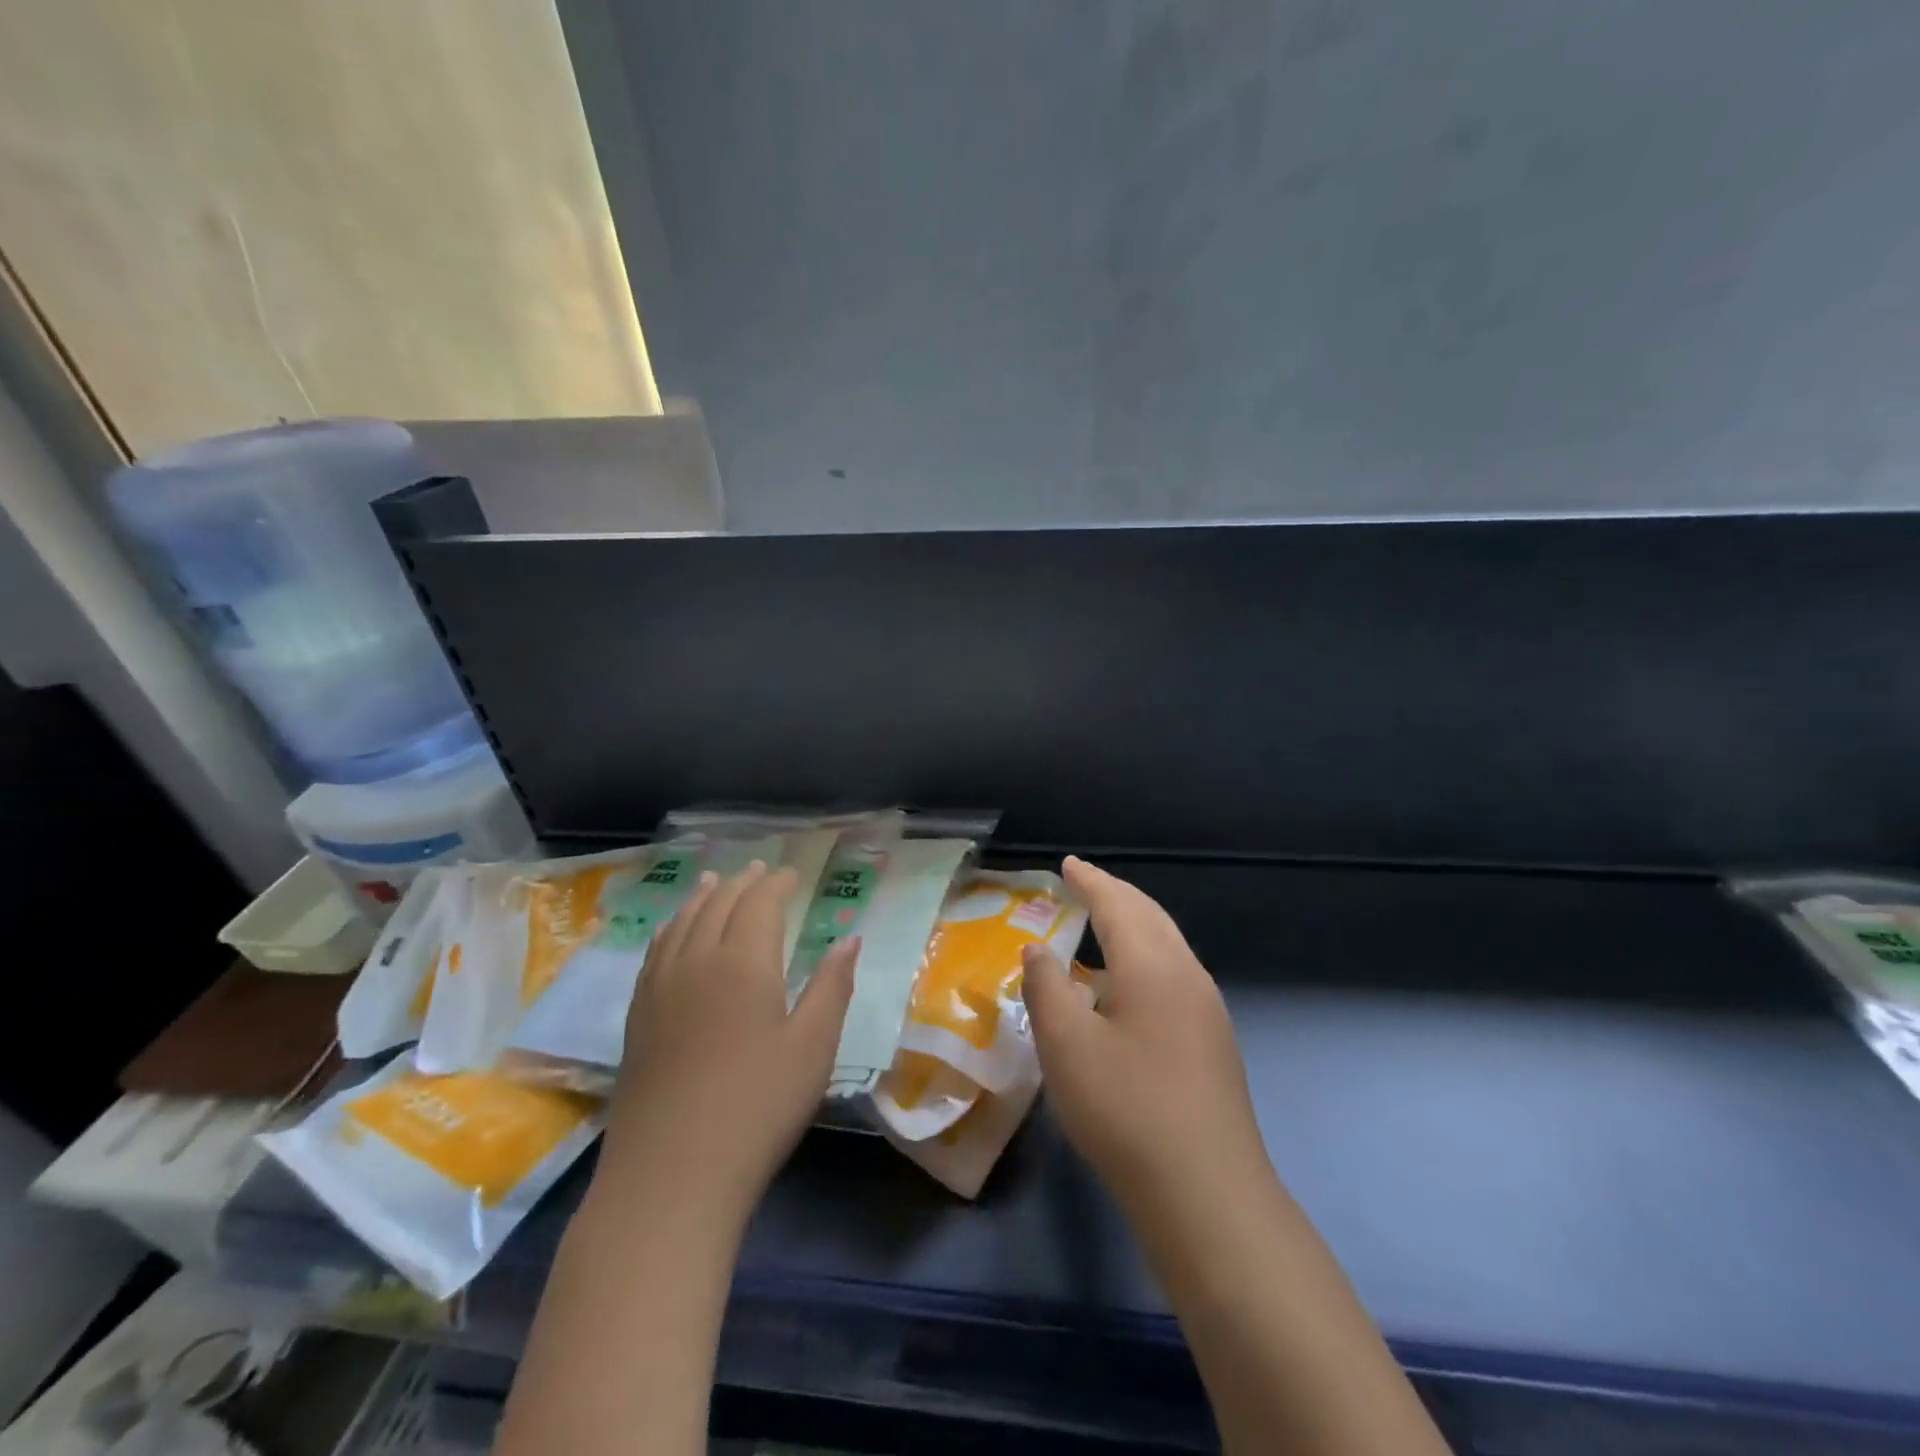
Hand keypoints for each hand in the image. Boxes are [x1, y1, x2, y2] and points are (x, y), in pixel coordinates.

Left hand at [601, 862, 856, 1226]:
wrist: (671, 1175)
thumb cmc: (758, 1107)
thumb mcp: (813, 1047)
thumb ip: (832, 986)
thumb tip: (849, 938)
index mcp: (744, 963)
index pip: (760, 904)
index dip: (776, 884)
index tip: (791, 875)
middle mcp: (697, 961)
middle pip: (718, 905)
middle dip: (742, 883)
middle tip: (759, 870)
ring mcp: (660, 988)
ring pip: (681, 923)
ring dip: (702, 897)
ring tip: (714, 882)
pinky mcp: (637, 1017)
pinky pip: (654, 952)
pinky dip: (671, 928)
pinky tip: (673, 933)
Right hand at [1022, 856, 1267, 1214]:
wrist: (1207, 1192)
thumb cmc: (1125, 1107)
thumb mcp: (1066, 1045)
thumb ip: (1046, 988)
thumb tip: (1038, 952)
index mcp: (1152, 965)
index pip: (1117, 905)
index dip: (1090, 881)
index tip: (1068, 864)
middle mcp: (1187, 975)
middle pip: (1150, 917)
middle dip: (1116, 895)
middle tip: (1085, 884)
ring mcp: (1207, 1010)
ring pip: (1167, 946)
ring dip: (1134, 926)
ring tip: (1102, 927)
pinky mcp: (1214, 1043)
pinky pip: (1174, 976)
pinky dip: (1145, 958)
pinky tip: (1127, 989)